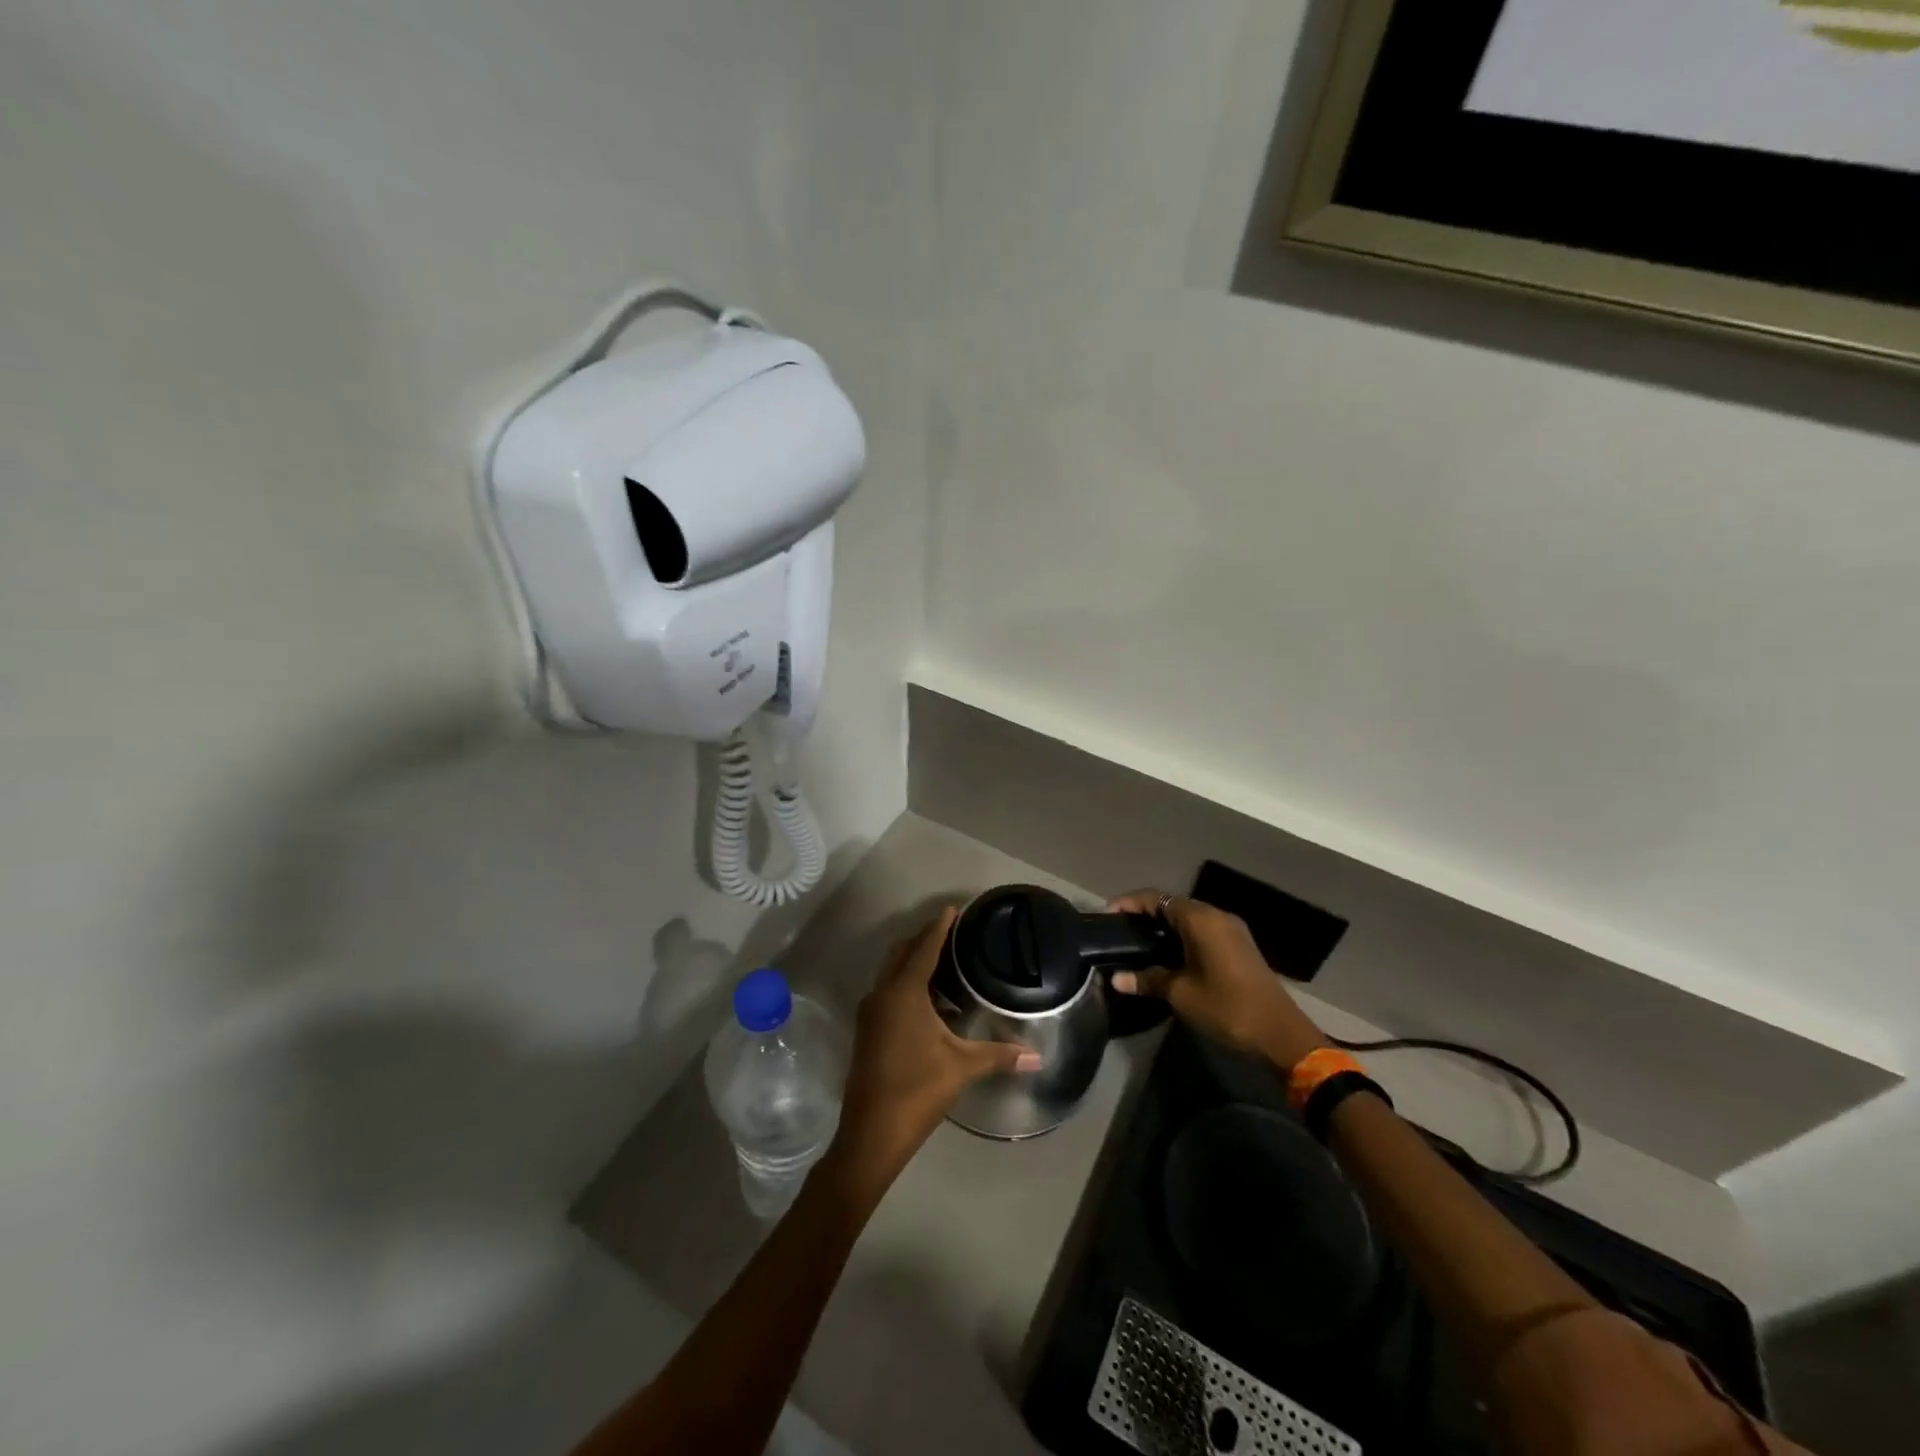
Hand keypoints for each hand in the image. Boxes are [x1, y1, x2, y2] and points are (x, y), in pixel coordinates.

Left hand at [828, 907, 1041, 1195]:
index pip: (923, 948)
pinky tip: (933, 1004)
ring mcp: (870, 1013)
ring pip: (892, 973)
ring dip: (914, 964)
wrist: (871, 1133)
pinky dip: (907, 985)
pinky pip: (888, 992)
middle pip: (902, 953)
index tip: (953, 909)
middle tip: (952, 933)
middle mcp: (882, 994)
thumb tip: (1037, 1057)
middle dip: (924, 939)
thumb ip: (999, 1055)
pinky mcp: (867, 1030)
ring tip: (947, 966)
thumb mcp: (961, 1068)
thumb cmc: (917, 1090)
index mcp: (903, 993)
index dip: (939, 927)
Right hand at [1107, 890, 1326, 1069]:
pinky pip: (1202, 930)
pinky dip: (1181, 936)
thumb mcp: (1181, 994)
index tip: (1107, 915)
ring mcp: (1231, 931)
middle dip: (1144, 914)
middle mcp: (1217, 916)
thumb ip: (1148, 980)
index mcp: (1201, 920)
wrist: (1281, 1035)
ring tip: (1138, 943)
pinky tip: (1166, 956)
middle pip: (1173, 904)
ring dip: (1163, 926)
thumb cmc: (1227, 1008)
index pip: (1157, 898)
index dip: (1129, 903)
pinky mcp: (1238, 947)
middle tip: (1119, 931)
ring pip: (1188, 918)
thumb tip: (1116, 978)